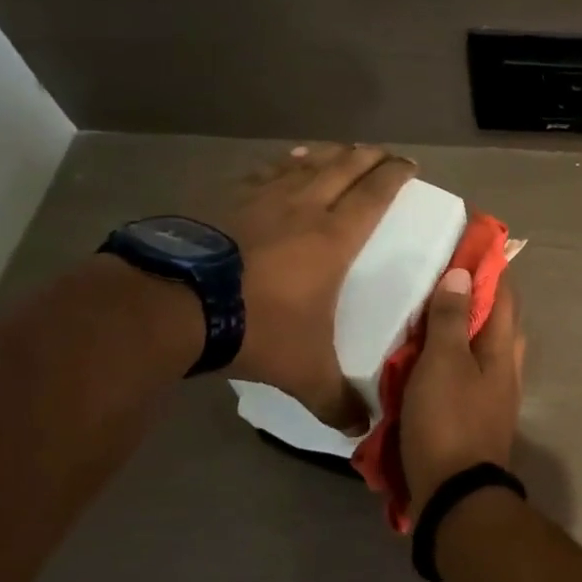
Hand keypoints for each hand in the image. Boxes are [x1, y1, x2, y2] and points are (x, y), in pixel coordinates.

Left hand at [217, 143, 414, 426]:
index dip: (395, 176)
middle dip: (369, 157)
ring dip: (329, 154)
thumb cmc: (254, 327)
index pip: (375, 194)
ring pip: (305, 163)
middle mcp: (303, 207)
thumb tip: (362, 430)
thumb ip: (335, 400)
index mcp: (334, 237)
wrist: (171, 304)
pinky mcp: (223, 197)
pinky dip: (283, 163)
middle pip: (344, 167)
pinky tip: (284, 161)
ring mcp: (260, 197)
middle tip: (384, 153)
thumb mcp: (303, 371)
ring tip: (340, 150)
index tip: (410, 166)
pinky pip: (264, 171)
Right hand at [400, 267, 523, 520]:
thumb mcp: (442, 362)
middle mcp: (507, 366)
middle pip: (498, 318)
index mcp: (504, 347)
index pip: (503, 292)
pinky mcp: (478, 414)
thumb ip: (452, 319)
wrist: (456, 494)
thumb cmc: (447, 420)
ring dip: (464, 326)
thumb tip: (463, 274)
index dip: (489, 265)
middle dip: (477, 294)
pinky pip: (469, 371)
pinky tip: (428, 359)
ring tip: (431, 314)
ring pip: (483, 346)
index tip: (468, 242)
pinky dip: (453, 356)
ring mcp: (495, 393)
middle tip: (443, 277)